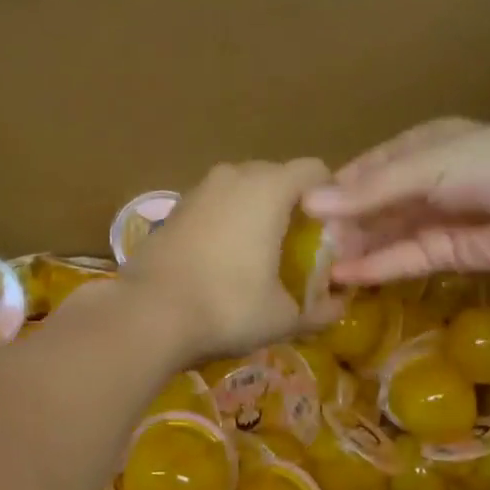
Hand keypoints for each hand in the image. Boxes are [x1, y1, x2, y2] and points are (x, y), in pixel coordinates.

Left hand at [121, 158, 331, 360]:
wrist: (148, 314)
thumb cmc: (228, 306)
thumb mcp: (285, 317)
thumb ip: (322, 308)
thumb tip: (340, 305)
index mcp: (269, 188)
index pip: (315, 171)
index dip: (330, 199)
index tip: (332, 233)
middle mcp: (234, 176)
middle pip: (277, 177)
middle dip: (293, 205)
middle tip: (301, 246)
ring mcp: (199, 190)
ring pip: (242, 190)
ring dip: (257, 213)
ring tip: (262, 254)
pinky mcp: (174, 210)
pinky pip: (215, 206)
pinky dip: (228, 223)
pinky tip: (225, 260)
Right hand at [302, 120, 489, 284]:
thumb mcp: (425, 167)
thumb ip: (370, 191)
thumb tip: (310, 203)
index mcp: (420, 146)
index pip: (367, 169)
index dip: (335, 189)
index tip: (298, 211)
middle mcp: (425, 182)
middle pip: (374, 206)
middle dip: (342, 226)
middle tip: (302, 249)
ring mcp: (438, 219)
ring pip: (388, 236)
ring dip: (356, 250)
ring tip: (316, 270)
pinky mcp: (451, 253)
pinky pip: (407, 259)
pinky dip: (379, 267)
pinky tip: (348, 277)